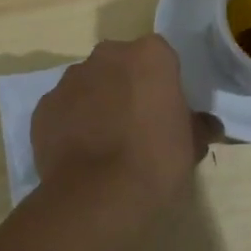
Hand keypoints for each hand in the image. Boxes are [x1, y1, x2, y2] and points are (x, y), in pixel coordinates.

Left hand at [31, 35, 217, 215]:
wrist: (98, 196)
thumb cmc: (156, 161)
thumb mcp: (190, 145)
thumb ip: (197, 126)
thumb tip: (207, 125)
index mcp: (150, 54)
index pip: (160, 58)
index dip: (163, 84)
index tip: (166, 111)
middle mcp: (108, 55)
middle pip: (121, 64)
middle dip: (127, 86)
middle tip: (136, 125)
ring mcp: (70, 79)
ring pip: (89, 84)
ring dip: (96, 102)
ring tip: (104, 143)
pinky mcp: (44, 107)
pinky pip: (63, 109)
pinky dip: (70, 124)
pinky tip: (80, 154)